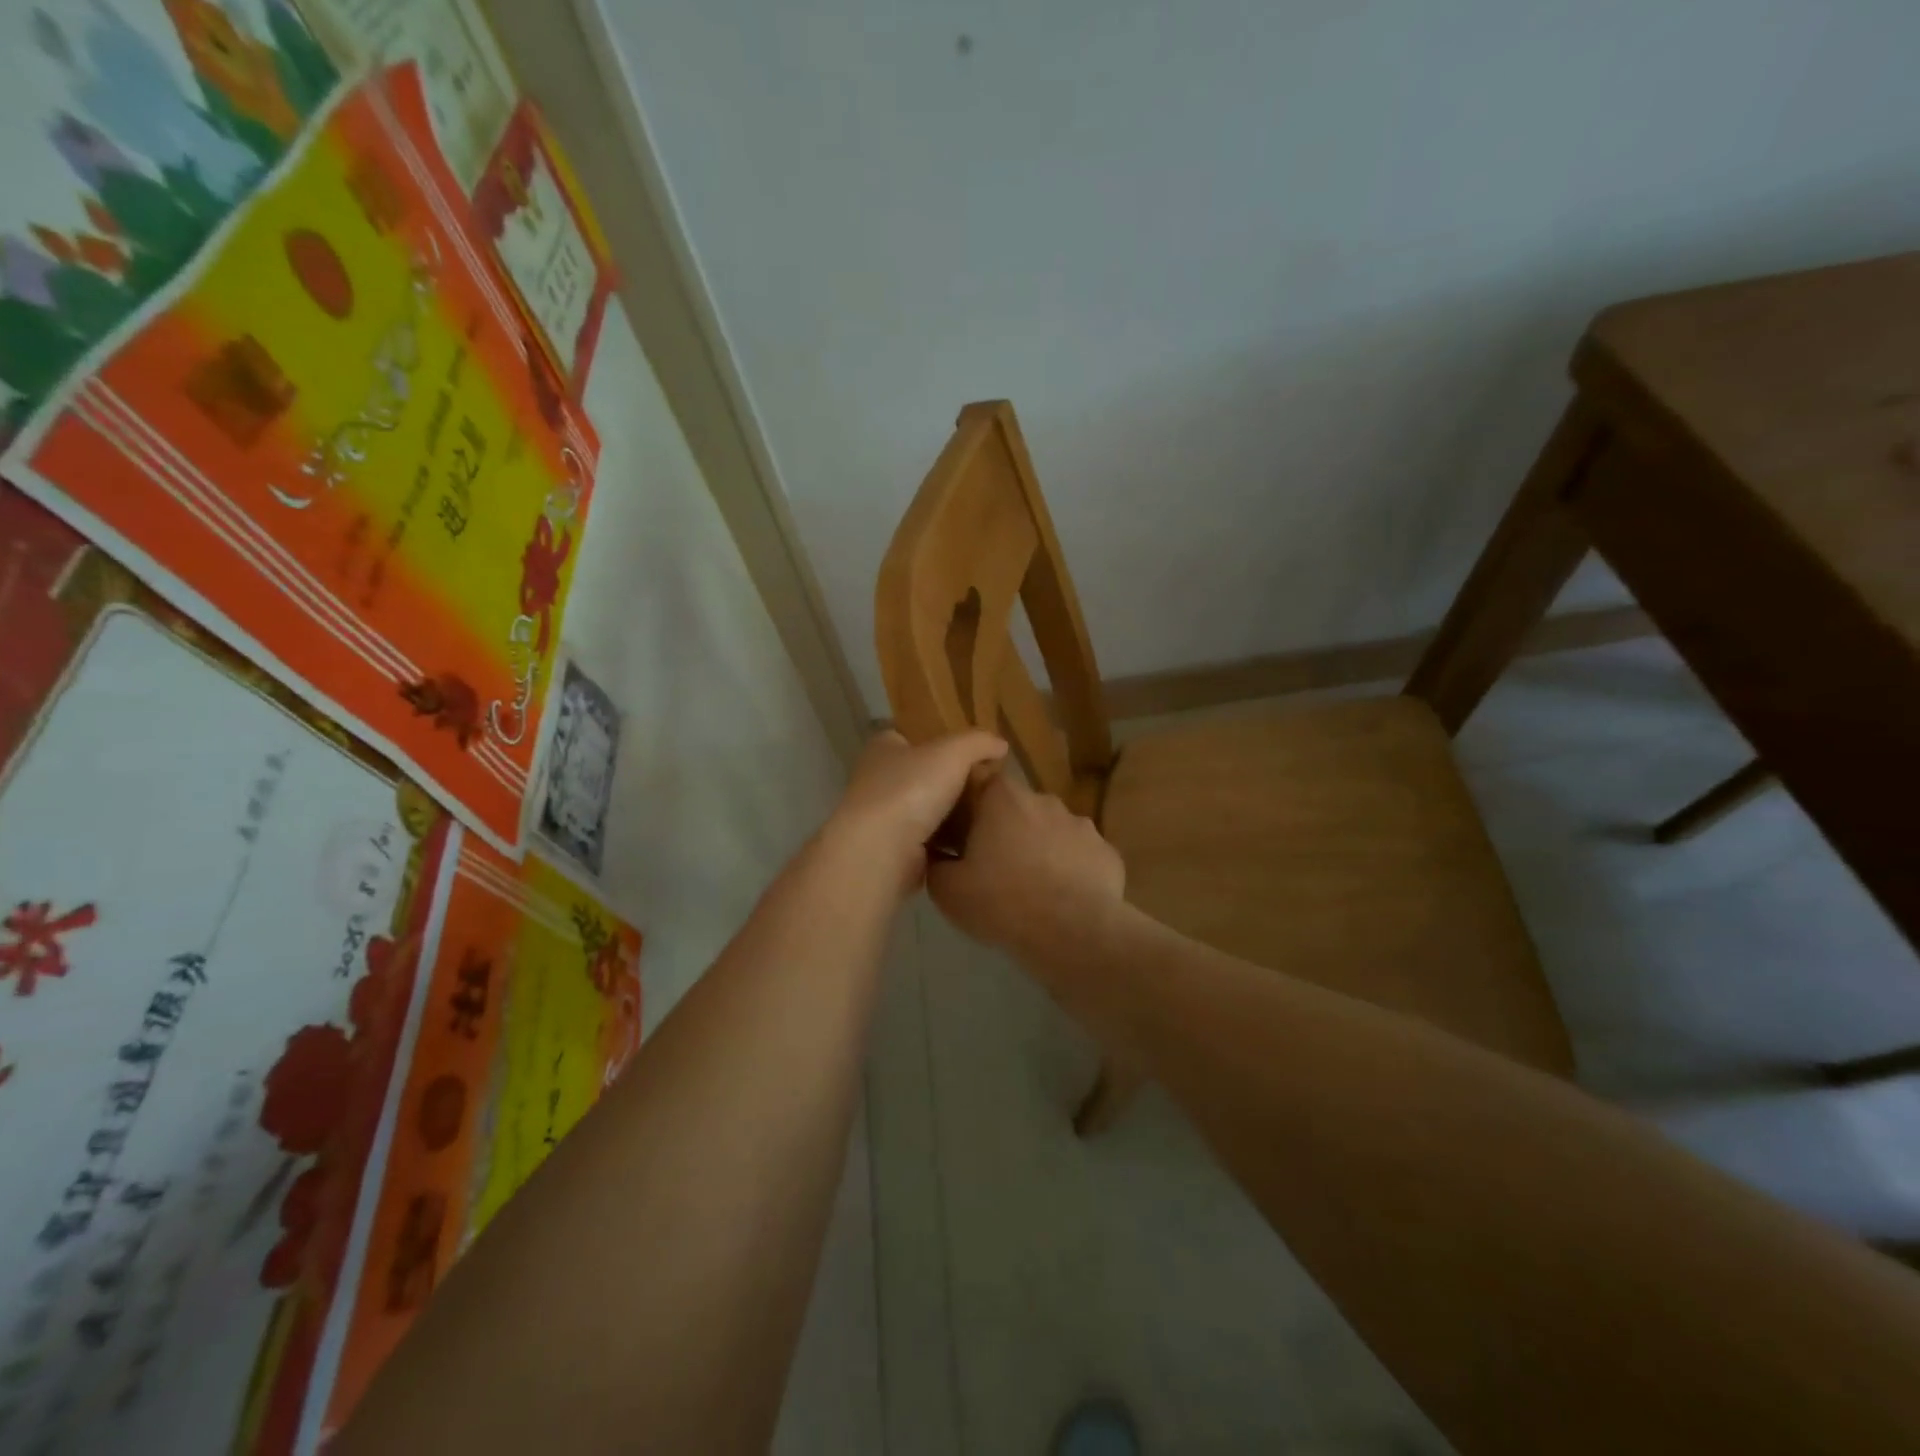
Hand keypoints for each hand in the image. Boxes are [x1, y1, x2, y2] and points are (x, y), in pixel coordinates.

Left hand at [823, 730, 1007, 896]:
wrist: (882, 851)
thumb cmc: (911, 789)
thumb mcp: (953, 752)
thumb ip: (978, 742)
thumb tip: (1000, 744)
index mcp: (883, 749)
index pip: (906, 737)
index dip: (934, 741)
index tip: (964, 753)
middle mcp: (876, 780)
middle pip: (918, 775)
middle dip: (947, 781)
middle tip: (983, 787)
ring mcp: (882, 818)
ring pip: (923, 811)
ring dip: (948, 816)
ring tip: (984, 817)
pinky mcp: (892, 851)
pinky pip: (926, 843)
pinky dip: (945, 845)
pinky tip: (970, 845)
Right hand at [927, 773, 1125, 957]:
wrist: (1073, 933)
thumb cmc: (1002, 902)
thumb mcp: (948, 890)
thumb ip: (936, 864)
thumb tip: (937, 855)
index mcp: (1002, 797)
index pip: (979, 784)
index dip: (970, 809)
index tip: (963, 837)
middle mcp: (1044, 799)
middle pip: (1017, 808)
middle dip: (1006, 831)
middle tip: (995, 868)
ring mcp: (1081, 824)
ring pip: (1051, 831)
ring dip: (1041, 850)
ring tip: (1033, 888)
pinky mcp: (1107, 852)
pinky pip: (1080, 856)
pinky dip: (1071, 870)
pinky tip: (1064, 899)